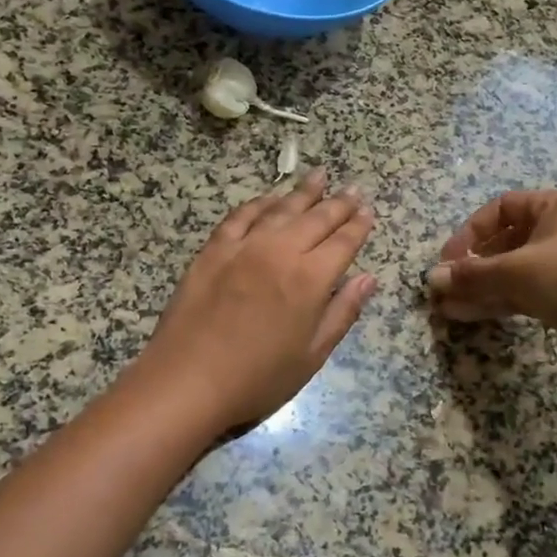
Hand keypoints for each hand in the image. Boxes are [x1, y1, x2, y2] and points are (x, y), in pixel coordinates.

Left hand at [128, 168, 377, 435]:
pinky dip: (258, 204)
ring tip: (319, 176)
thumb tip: (368, 279)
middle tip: (353, 189)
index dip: (358, 226)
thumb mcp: (312, 355)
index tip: (368, 211)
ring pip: (280, 209)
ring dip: (303, 192)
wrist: (188, 380)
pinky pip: (240, 216)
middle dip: (338, 203)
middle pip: (316, 218)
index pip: (343, 242)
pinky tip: (268, 198)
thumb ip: (343, 313)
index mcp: (310, 279)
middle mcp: (280, 252)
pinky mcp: (213, 250)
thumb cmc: (257, 378)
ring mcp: (244, 247)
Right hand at [426, 189, 556, 379]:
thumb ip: (473, 274)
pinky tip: (468, 315)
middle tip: (444, 288)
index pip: (500, 208)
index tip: (448, 260)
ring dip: (480, 288)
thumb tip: (431, 278)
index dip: (470, 232)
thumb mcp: (519, 271)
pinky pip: (525, 292)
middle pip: (505, 242)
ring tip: (446, 308)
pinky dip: (498, 302)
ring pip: (513, 272)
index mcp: (556, 206)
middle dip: (472, 266)